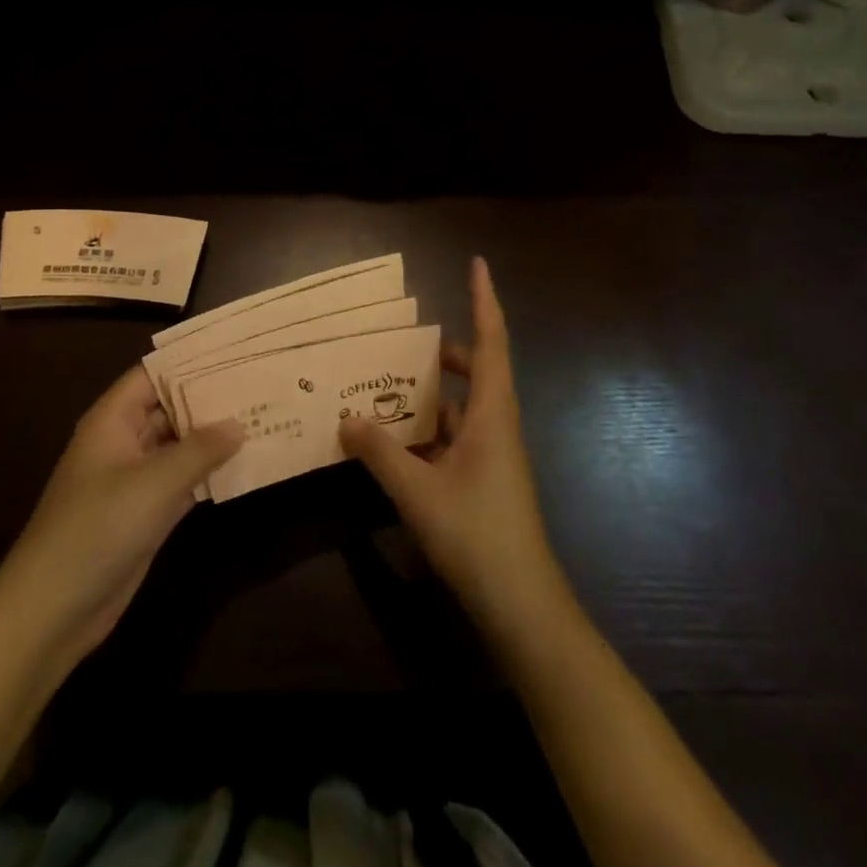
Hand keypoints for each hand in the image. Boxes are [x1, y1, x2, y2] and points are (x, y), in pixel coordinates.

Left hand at [0, 366, 242, 667]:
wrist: (53, 610)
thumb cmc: (98, 528)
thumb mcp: (154, 483)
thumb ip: (200, 450)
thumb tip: (239, 423)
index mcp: (113, 420)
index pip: (153, 375)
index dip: (189, 361)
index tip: (233, 351)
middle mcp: (124, 442)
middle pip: (170, 408)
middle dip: (210, 398)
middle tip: (259, 382)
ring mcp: (135, 479)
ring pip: (179, 445)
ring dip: (214, 437)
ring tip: (261, 415)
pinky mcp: (146, 512)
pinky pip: (182, 480)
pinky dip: (209, 472)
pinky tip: (245, 463)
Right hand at [339, 258, 567, 633]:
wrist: (521, 603)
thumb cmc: (476, 534)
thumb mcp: (417, 491)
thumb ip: (379, 452)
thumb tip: (345, 417)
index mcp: (491, 412)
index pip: (491, 340)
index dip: (484, 299)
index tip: (477, 263)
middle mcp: (496, 423)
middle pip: (476, 368)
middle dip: (444, 349)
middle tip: (405, 340)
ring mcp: (493, 452)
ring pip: (462, 405)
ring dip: (431, 392)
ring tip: (387, 385)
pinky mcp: (484, 477)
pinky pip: (454, 436)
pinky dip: (428, 429)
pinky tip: (394, 440)